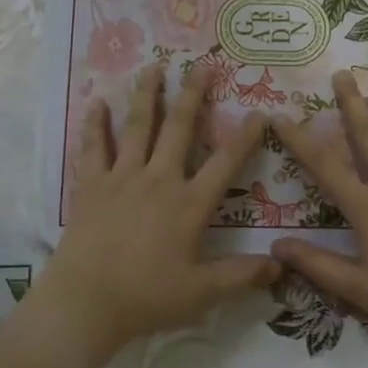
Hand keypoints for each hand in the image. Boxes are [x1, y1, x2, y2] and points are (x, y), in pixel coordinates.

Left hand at [37, 64, 279, 350]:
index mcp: (189, 204)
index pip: (225, 163)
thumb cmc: (147, 297)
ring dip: (147, 95)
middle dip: (193, 95)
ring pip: (138, 127)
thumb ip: (242, 275)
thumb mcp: (203, 293)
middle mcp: (159, 180)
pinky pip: (93, 147)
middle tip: (202, 66)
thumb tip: (281, 267)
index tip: (260, 112)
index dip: (246, 136)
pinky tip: (96, 103)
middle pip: (179, 129)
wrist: (86, 301)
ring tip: (154, 67)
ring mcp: (122, 178)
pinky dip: (95, 124)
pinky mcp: (91, 185)